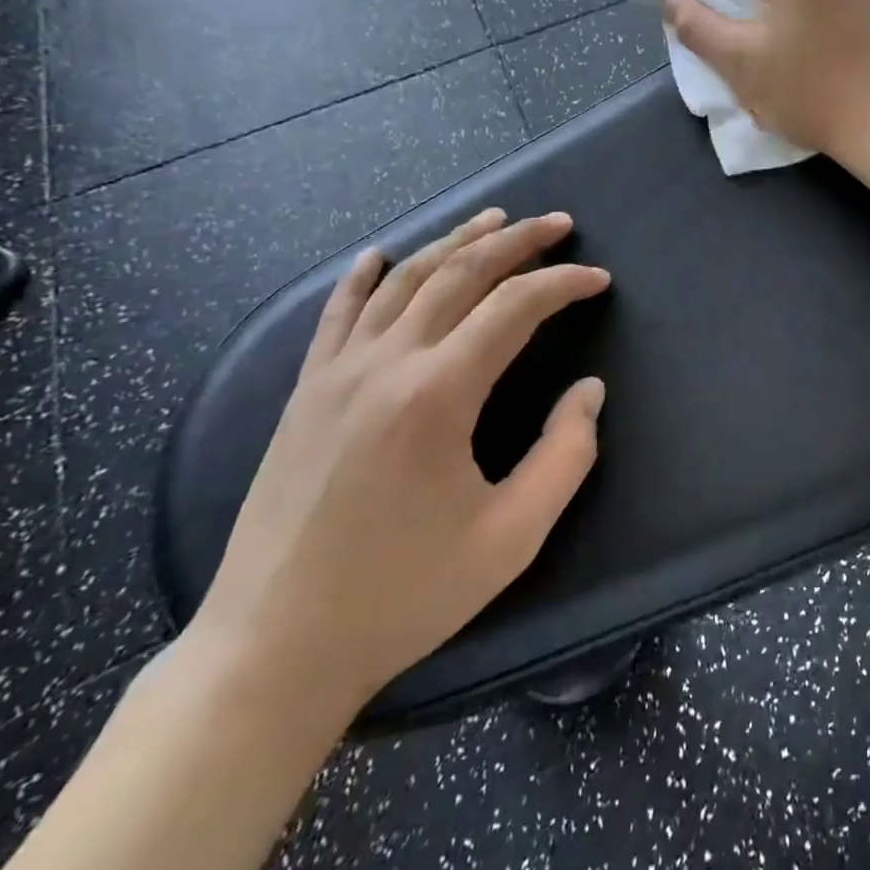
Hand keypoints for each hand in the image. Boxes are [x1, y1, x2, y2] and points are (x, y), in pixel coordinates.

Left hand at [183, 210, 609, 715]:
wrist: (271, 651)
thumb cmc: (402, 597)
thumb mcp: (511, 538)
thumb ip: (565, 455)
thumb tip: (588, 390)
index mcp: (437, 395)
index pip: (514, 308)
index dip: (563, 284)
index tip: (598, 280)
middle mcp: (385, 364)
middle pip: (460, 274)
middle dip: (516, 240)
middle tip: (558, 224)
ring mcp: (336, 373)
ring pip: (403, 280)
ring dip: (455, 241)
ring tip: (495, 218)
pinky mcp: (305, 393)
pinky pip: (338, 313)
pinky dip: (365, 275)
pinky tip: (382, 253)